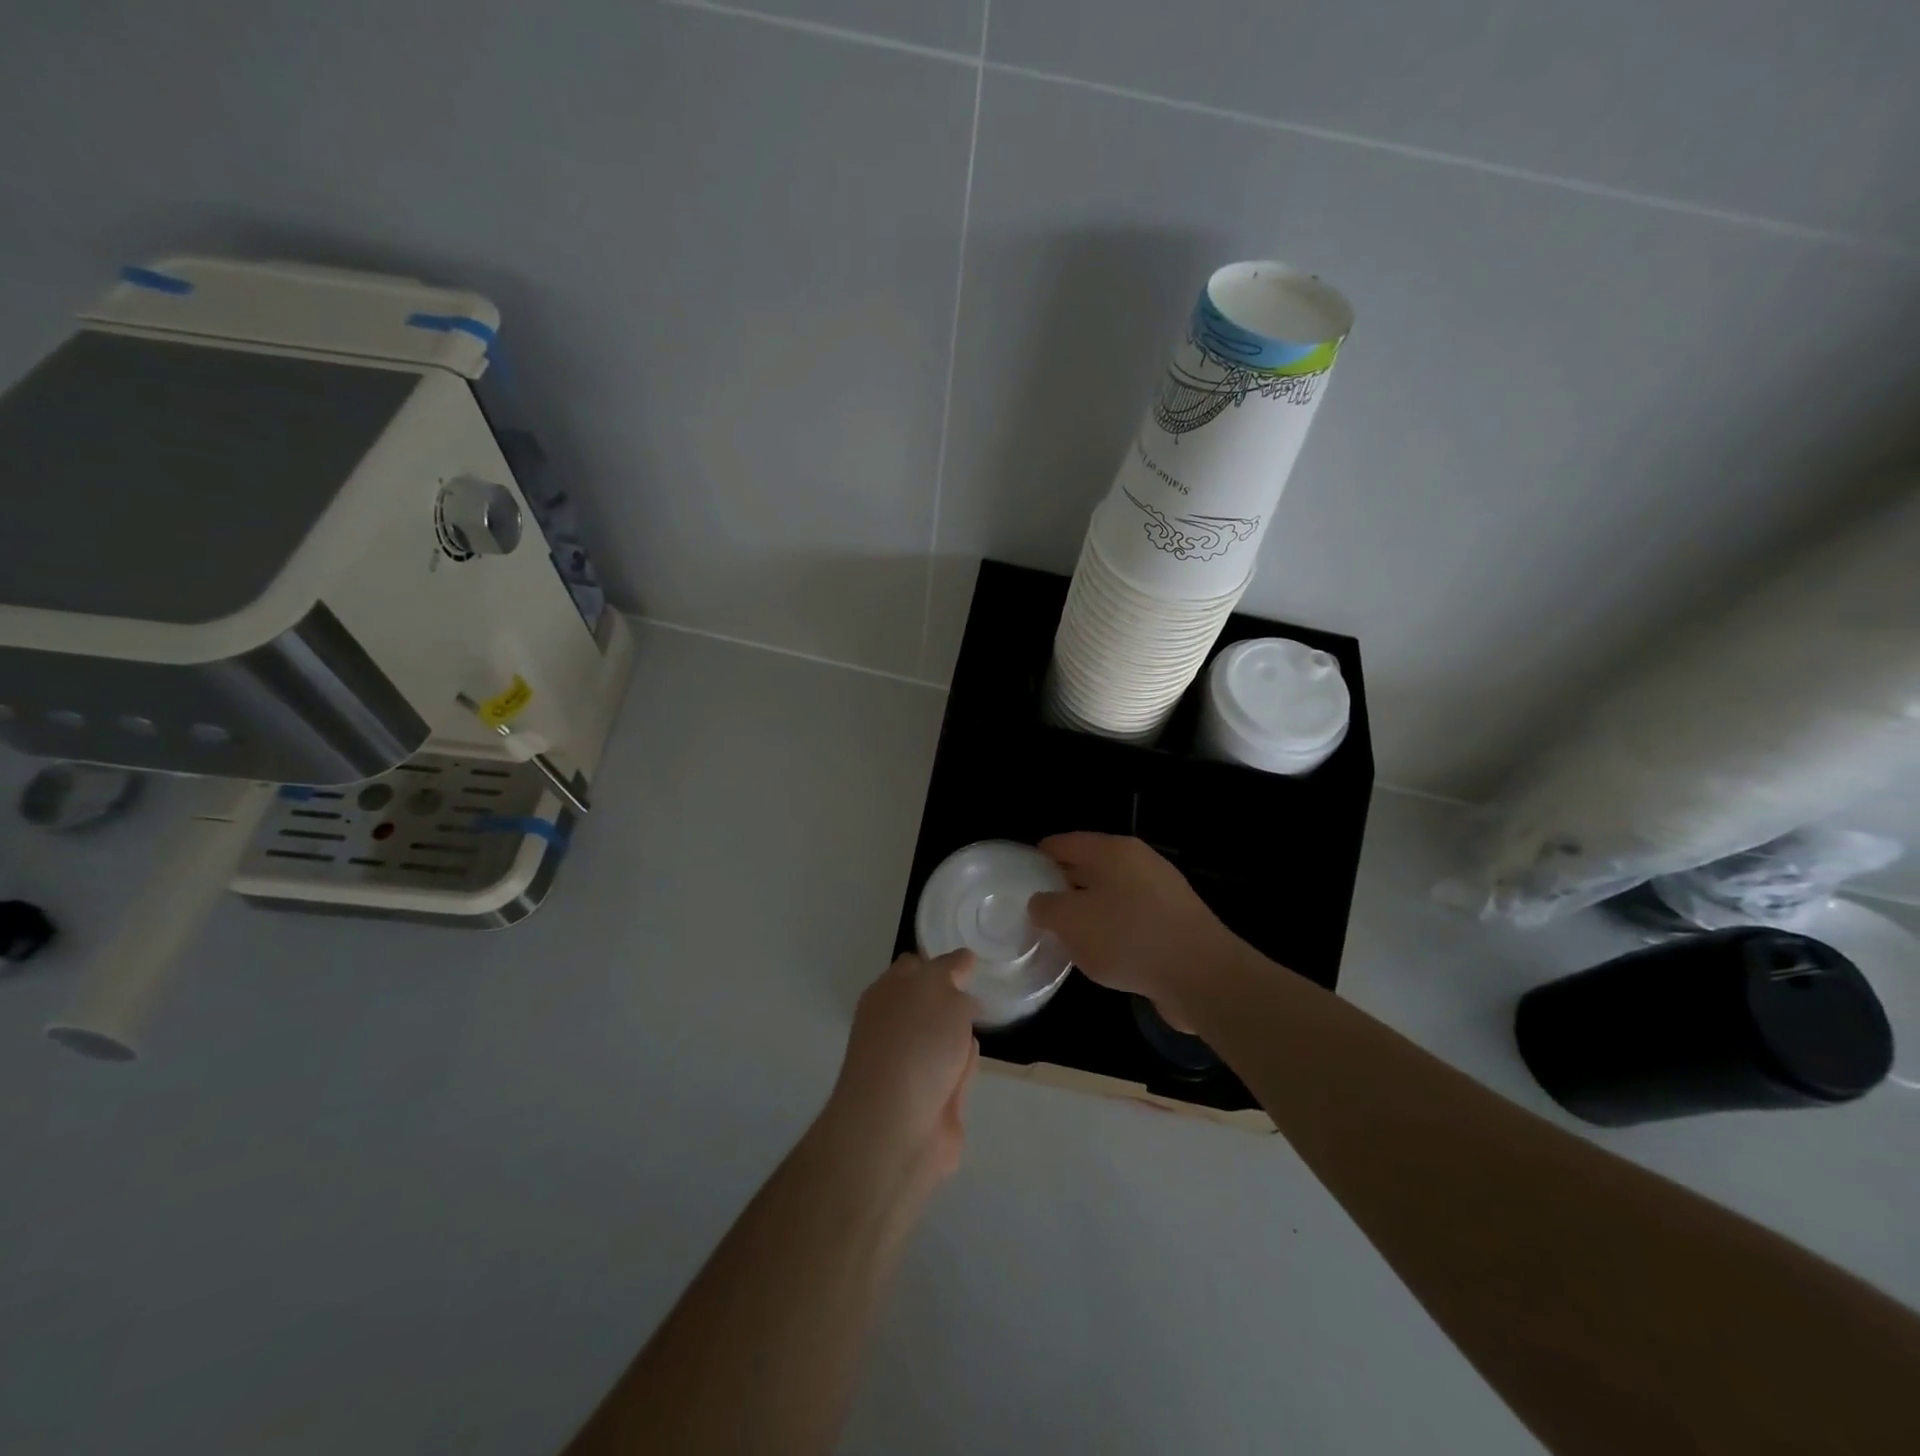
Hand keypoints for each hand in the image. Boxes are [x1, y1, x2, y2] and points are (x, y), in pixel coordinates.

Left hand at [825, 950, 979, 1183]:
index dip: (941, 962)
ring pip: (943, 1039)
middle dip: (955, 1000)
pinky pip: (954, 1073)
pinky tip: (970, 1065)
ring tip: (982, 1024)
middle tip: (984, 991)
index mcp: (887, 994)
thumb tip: (961, 960)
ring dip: (960, 1034)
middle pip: (930, 1004)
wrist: (897, 1129)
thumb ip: (951, 969)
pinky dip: (963, 1069)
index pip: (914, 966)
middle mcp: (895, 1027)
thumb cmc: (914, 1044)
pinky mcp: (931, 1101)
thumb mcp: (937, 987)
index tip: (971, 962)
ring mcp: (911, 1066)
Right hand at [1028, 833, 1236, 1027]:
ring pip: (1112, 892)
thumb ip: (1047, 907)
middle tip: (1038, 906)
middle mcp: (1139, 861)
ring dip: (1090, 908)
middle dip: (1064, 883)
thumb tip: (1041, 902)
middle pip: (1090, 866)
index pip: (1065, 843)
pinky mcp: (1176, 919)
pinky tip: (1103, 951)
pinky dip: (1114, 927)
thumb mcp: (1071, 922)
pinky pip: (1132, 916)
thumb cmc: (1128, 938)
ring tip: (1066, 932)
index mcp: (1112, 850)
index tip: (1021, 875)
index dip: (1040, 856)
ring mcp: (1162, 890)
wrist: (1202, 976)